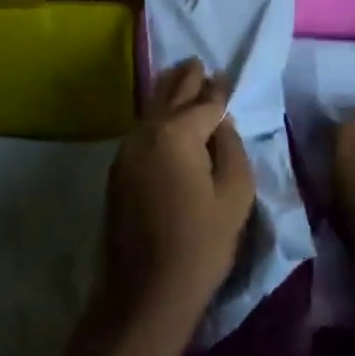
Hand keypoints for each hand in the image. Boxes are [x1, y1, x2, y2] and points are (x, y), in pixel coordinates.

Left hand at [99, 59, 255, 343]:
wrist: (147, 292)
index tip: (227, 76)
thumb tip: (220, 123)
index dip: (219, 89)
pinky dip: (156, 116)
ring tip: (181, 76)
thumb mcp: (235, 193)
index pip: (204, 101)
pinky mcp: (118, 172)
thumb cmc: (201, 242)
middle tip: (199, 63)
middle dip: (187, 79)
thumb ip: (231, 147)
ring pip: (151, 110)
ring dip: (167, 92)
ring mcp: (126, 152)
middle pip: (170, 96)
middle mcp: (145, 133)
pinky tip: (164, 117)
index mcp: (175, 133)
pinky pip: (142, 130)